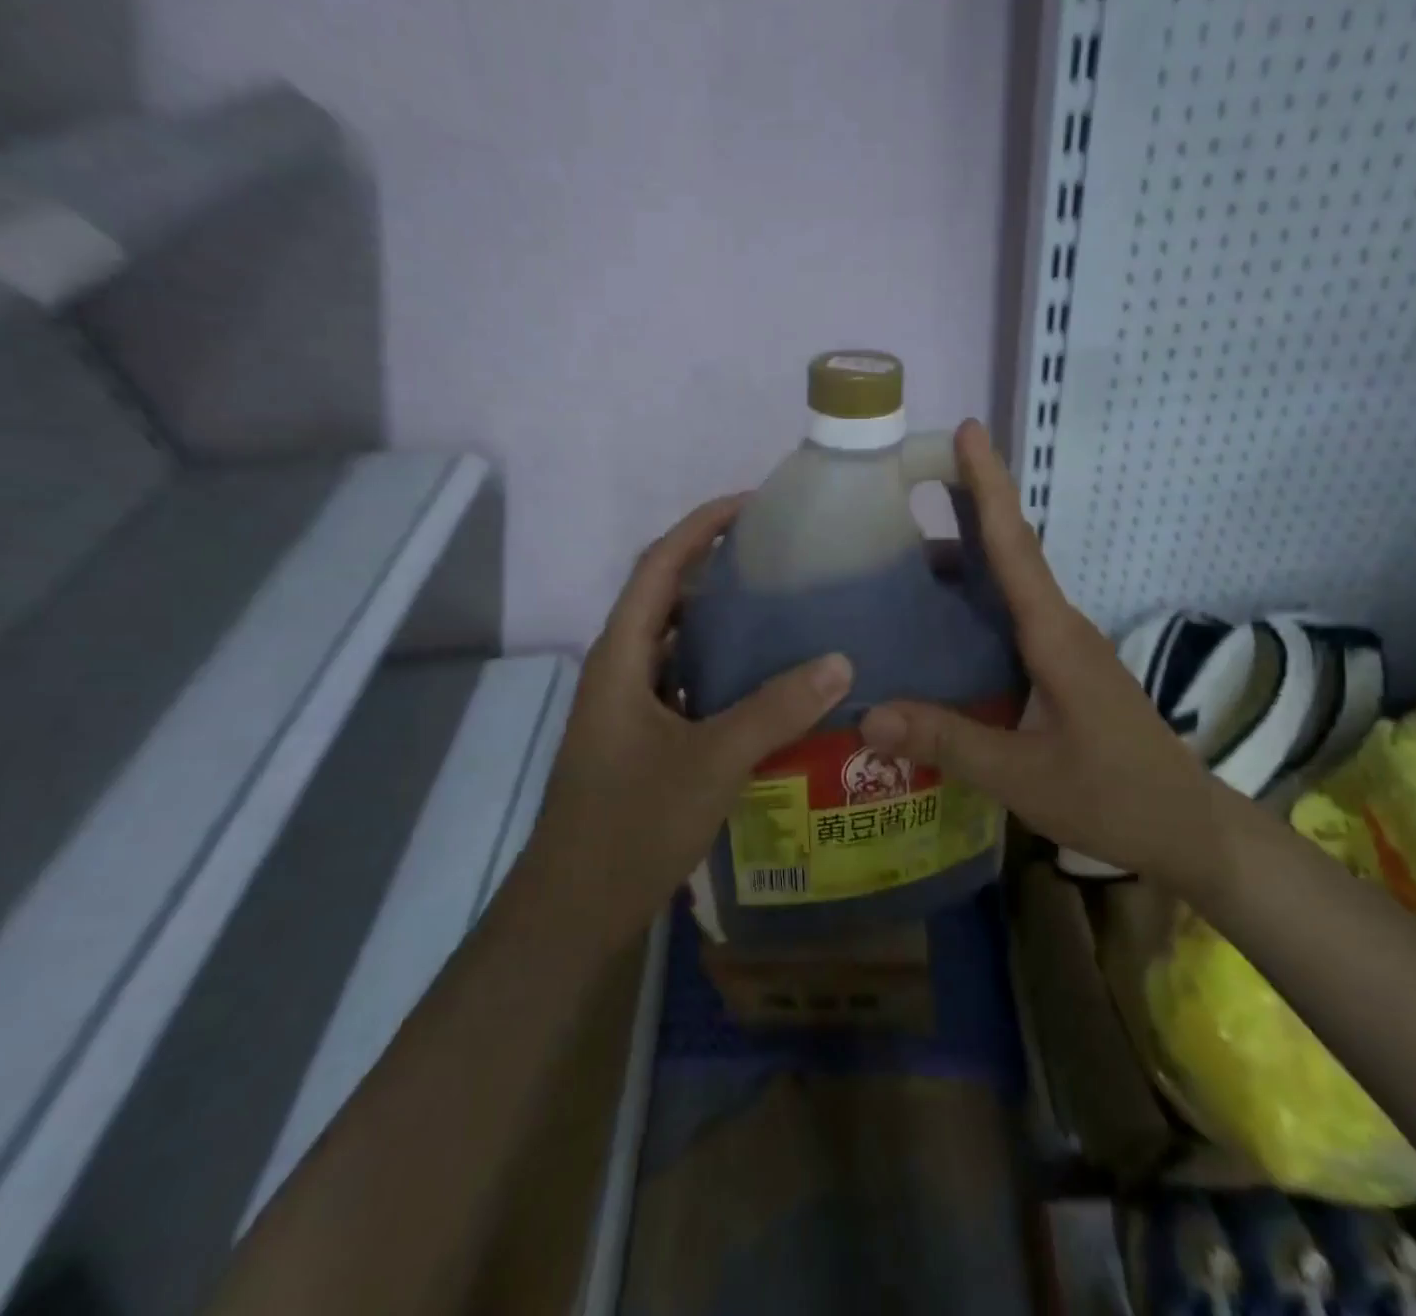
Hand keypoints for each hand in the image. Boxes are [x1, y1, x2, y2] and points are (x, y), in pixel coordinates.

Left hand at [524, 495, 853, 947]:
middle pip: (667, 599)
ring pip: (678, 646)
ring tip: (783, 610)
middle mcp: (620, 671)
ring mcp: (629, 709)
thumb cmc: (631, 823)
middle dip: (717, 569)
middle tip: (782, 560)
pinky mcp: (642, 741)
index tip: (753, 505)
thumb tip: (840, 659)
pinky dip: (722, 672)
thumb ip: (776, 709)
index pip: (659, 567)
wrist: (575, 909)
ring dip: (721, 623)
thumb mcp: (712, 761)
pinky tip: (767, 684)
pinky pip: (686, 686)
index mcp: (621, 657)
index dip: (701, 527)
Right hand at [857, 421, 1229, 899]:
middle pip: (1009, 553)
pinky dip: (974, 606)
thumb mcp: (1022, 775)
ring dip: (963, 563)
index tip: (965, 432)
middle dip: (963, 511)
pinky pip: (1011, 620)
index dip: (988, 486)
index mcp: (1054, 636)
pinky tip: (938, 629)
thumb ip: (946, 741)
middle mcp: (1061, 628)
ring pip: (1009, 588)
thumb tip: (867, 716)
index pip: (1015, 545)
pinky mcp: (1063, 671)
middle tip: (900, 492)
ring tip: (897, 561)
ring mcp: (1065, 649)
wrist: (1186, 826)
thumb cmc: (1113, 795)